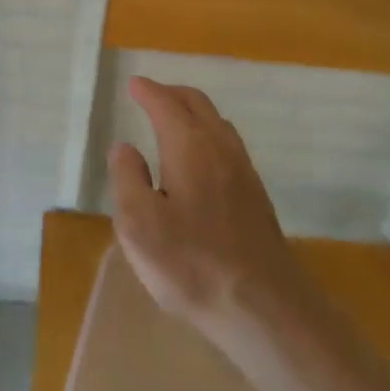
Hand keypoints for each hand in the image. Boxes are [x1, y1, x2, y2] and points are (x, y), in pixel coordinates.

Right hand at [109, 77, 311, 341]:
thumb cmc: (191, 263)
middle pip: (197, 103)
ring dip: (193, 112)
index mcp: (188, 145)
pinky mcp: (256, 196)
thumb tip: (125, 148)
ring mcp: (243, 170)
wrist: (264, 306)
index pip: (165, 104)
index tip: (134, 84)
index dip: (148, 91)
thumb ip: (127, 178)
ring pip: (217, 122)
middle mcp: (219, 147)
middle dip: (172, 93)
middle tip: (151, 94)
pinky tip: (201, 158)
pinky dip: (208, 133)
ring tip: (174, 120)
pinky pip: (228, 144)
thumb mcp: (138, 224)